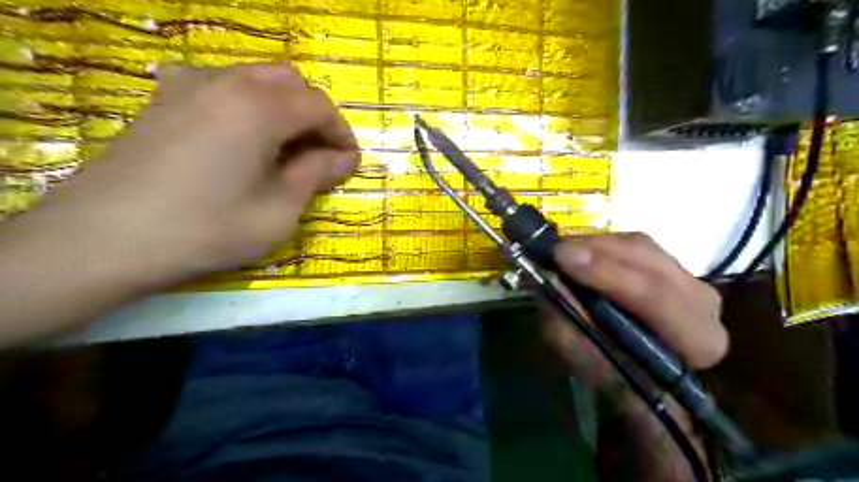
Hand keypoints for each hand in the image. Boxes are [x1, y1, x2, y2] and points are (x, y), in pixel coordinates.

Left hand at [45, 64, 358, 281]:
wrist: (108, 238)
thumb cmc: (208, 228)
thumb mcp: (279, 210)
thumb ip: (316, 175)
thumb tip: (345, 158)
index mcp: (260, 108)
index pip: (319, 106)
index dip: (342, 133)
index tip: (348, 163)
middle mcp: (227, 83)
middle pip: (290, 82)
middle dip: (314, 115)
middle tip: (318, 155)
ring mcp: (190, 86)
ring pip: (256, 79)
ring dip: (282, 108)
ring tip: (283, 149)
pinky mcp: (165, 99)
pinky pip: (221, 85)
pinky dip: (247, 104)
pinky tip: (240, 136)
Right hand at [543, 231, 723, 478]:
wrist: (644, 372)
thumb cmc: (619, 376)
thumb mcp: (588, 362)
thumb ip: (570, 327)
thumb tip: (549, 284)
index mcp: (697, 340)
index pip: (656, 296)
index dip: (607, 274)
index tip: (563, 259)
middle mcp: (703, 304)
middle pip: (650, 263)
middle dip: (598, 253)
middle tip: (555, 250)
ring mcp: (690, 278)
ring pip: (642, 246)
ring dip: (597, 245)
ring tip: (562, 251)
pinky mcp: (671, 264)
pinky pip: (635, 243)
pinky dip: (603, 244)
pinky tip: (581, 251)